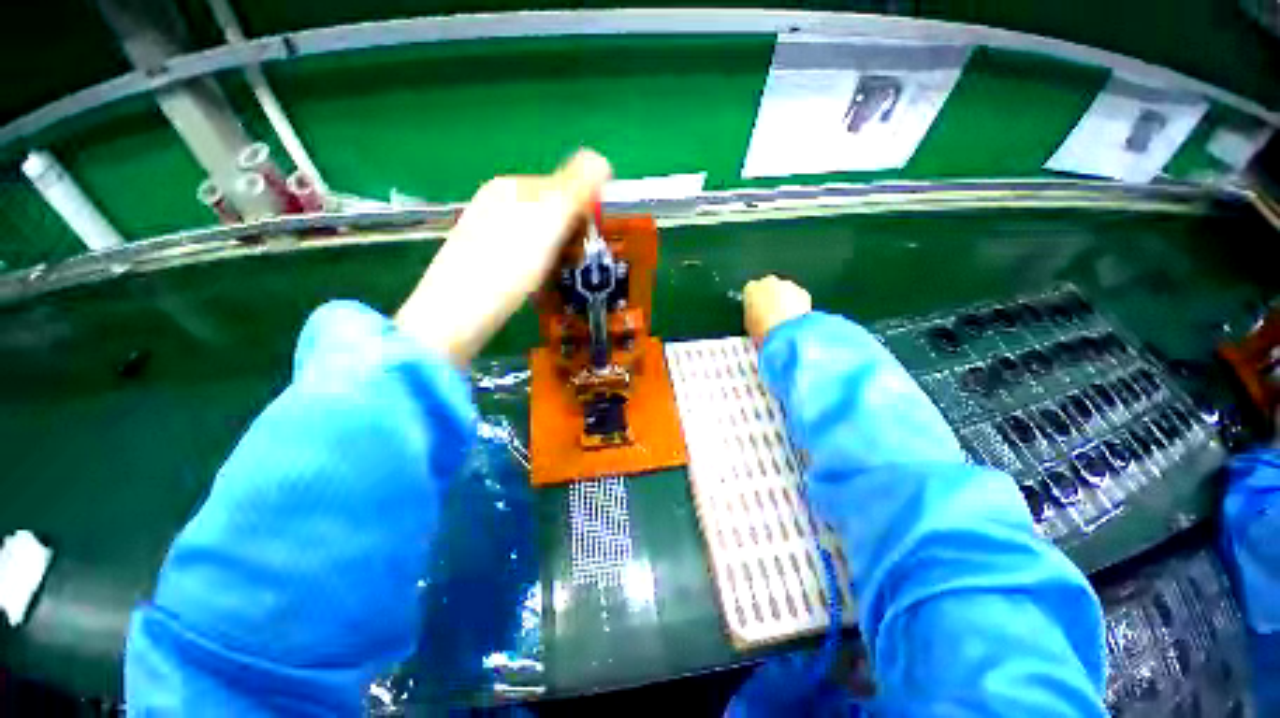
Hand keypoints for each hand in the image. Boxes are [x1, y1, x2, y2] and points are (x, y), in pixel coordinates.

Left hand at [396, 149, 611, 364]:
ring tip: (556, 278)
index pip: (564, 186)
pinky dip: (537, 267)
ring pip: (538, 236)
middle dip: (569, 235)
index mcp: (513, 187)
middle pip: (551, 213)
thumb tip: (602, 159)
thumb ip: (577, 185)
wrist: (460, 310)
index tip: (590, 240)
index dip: (584, 212)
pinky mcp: (482, 259)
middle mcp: (496, 202)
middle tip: (574, 262)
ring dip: (556, 254)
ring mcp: (486, 231)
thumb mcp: (549, 217)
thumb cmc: (510, 262)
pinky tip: (534, 285)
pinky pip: (523, 255)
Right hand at [743, 275, 811, 345]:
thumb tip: (755, 318)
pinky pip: (798, 297)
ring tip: (783, 319)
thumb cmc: (763, 328)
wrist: (784, 332)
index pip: (750, 291)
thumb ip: (751, 315)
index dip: (754, 302)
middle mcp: (768, 282)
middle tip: (770, 314)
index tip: (756, 311)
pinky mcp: (802, 292)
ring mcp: (787, 285)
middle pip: (768, 287)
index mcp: (750, 289)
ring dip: (784, 300)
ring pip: (784, 291)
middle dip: (769, 297)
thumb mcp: (749, 324)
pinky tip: (794, 319)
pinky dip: (797, 305)